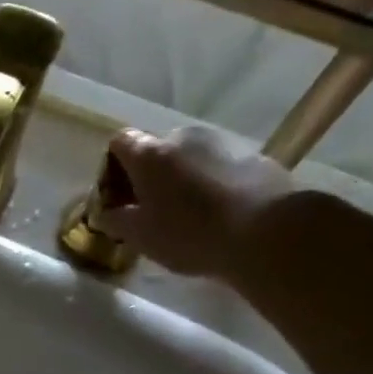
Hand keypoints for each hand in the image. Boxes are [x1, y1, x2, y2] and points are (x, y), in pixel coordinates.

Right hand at [96, 126, 291, 279]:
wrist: (267, 232)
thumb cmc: (190, 233)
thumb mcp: (140, 236)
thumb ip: (115, 220)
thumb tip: (105, 213)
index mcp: (149, 154)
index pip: (119, 142)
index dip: (112, 168)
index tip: (117, 198)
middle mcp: (183, 137)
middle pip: (156, 150)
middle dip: (149, 176)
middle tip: (151, 210)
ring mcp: (222, 143)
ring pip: (189, 158)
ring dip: (182, 179)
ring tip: (188, 214)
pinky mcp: (254, 156)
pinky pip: (219, 167)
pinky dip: (212, 184)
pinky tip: (219, 214)